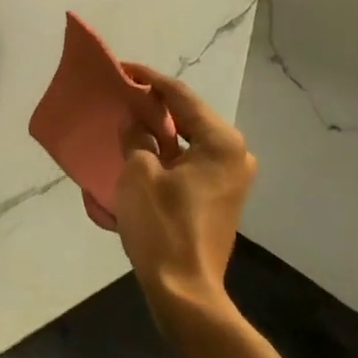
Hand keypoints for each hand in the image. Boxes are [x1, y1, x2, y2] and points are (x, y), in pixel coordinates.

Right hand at [113, 66, 255, 319]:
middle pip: (189, 117)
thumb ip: (136, 137)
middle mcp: (235, 154)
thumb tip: (135, 120)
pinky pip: (191, 162)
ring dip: (160, 131)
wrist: (184, 289)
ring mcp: (232, 179)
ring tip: (128, 121)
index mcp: (221, 142)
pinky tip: (142, 153)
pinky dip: (168, 154)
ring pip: (190, 141)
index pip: (181, 97)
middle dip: (155, 105)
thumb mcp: (138, 173)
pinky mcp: (221, 198)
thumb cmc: (162, 226)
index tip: (122, 68)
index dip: (149, 80)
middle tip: (122, 95)